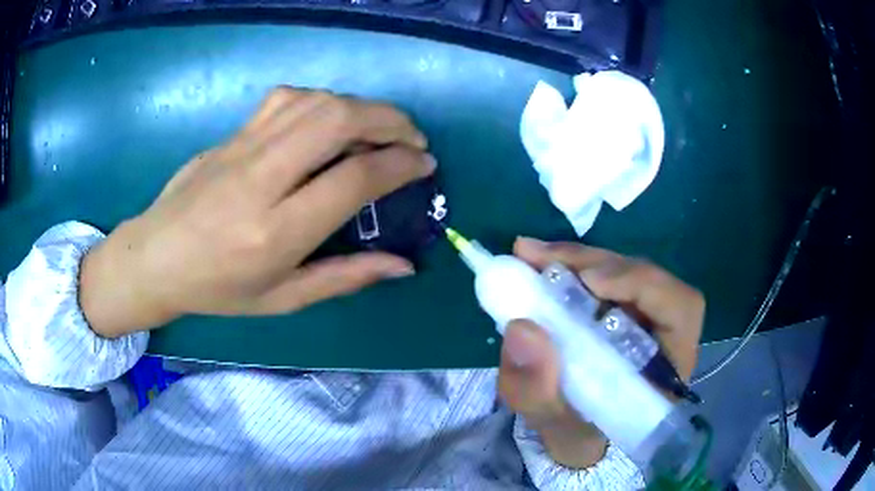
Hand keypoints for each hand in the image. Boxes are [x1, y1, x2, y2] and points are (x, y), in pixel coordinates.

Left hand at [80, 87, 434, 337]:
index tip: (424, 165)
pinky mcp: (233, 133)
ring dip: (360, 106)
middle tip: (412, 138)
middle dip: (389, 120)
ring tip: (380, 128)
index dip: (399, 165)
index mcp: (275, 232)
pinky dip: (323, 100)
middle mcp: (261, 179)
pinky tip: (330, 120)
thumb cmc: (218, 289)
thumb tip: (403, 264)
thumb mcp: (283, 299)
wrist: (156, 257)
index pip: (352, 180)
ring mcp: (243, 148)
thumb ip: (346, 277)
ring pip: (315, 101)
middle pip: (336, 121)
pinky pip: (287, 98)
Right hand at [498, 237, 703, 468]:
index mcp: (667, 368)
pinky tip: (538, 263)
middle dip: (595, 263)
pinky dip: (570, 266)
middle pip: (646, 278)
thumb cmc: (576, 434)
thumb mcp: (551, 425)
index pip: (682, 309)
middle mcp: (663, 333)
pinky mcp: (618, 307)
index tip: (590, 282)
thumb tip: (522, 328)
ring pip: (621, 270)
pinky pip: (602, 275)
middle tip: (540, 258)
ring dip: (577, 259)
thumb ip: (537, 390)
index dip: (644, 285)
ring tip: (531, 256)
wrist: (575, 435)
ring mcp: (641, 315)